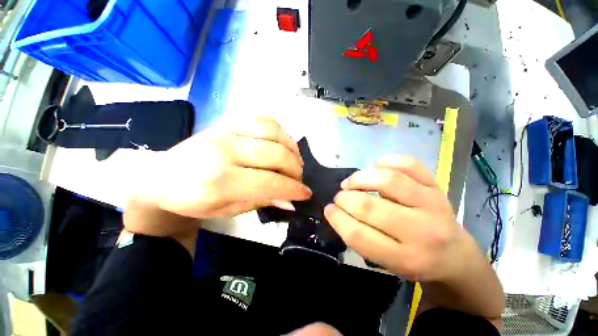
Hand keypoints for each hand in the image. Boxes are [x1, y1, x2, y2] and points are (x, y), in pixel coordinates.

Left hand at [136, 116, 311, 218]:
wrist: (163, 178)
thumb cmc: (195, 201)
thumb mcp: (229, 210)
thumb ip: (262, 201)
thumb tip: (290, 200)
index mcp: (220, 180)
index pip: (270, 182)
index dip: (293, 189)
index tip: (306, 193)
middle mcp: (224, 150)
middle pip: (275, 155)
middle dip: (295, 169)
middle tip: (298, 179)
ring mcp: (226, 130)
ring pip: (273, 132)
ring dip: (291, 148)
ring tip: (293, 160)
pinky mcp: (228, 120)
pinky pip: (263, 118)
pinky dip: (279, 130)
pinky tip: (281, 143)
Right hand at [324, 156, 473, 281]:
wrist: (455, 255)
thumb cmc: (415, 261)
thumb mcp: (386, 263)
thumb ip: (360, 238)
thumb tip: (335, 210)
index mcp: (406, 259)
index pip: (359, 235)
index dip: (337, 219)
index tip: (328, 209)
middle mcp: (422, 231)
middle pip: (369, 207)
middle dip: (344, 198)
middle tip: (339, 197)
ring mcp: (432, 203)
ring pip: (387, 180)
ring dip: (359, 178)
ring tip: (351, 183)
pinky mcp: (436, 186)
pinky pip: (407, 164)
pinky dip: (384, 163)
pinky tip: (375, 170)